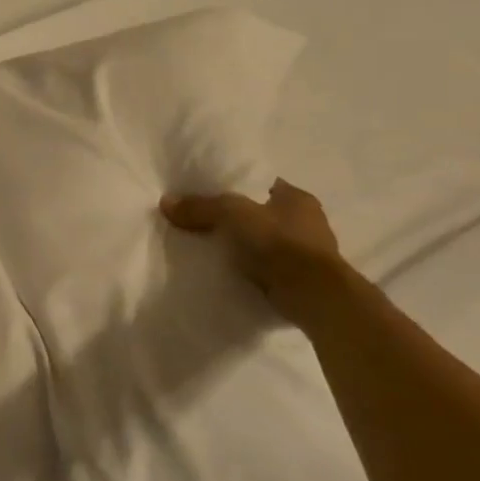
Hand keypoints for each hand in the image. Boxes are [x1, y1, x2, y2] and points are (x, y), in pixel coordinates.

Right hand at [161, 179, 343, 316]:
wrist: (313, 296)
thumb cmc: (278, 243)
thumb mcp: (232, 215)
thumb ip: (201, 207)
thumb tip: (166, 201)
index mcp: (297, 198)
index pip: (262, 185)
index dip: (236, 188)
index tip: (210, 195)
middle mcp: (308, 221)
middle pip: (263, 213)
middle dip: (239, 219)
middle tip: (206, 223)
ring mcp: (308, 253)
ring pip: (266, 241)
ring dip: (246, 246)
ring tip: (214, 249)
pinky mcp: (302, 279)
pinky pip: (269, 266)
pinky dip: (253, 268)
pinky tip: (231, 270)